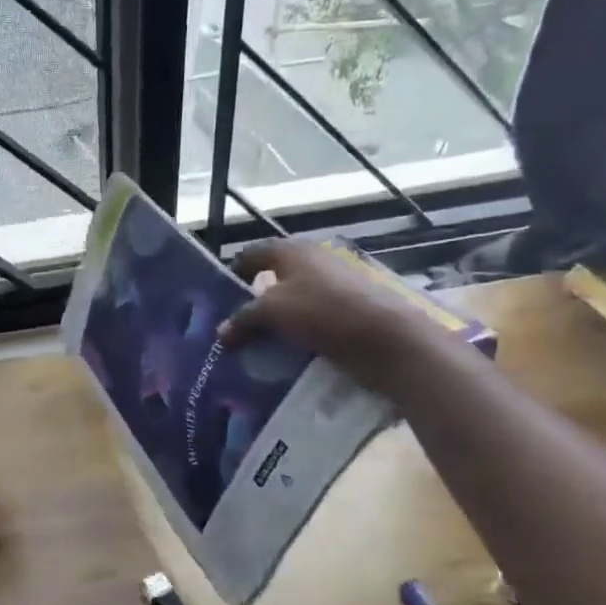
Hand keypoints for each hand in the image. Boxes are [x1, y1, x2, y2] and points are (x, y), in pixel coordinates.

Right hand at [216, 239, 437, 387]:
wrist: (387, 340)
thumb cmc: (322, 312)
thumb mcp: (271, 313)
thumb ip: (242, 320)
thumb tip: (221, 333)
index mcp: (292, 251)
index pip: (250, 255)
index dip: (232, 274)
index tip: (218, 300)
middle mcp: (312, 262)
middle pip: (271, 278)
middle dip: (251, 301)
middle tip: (233, 327)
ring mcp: (333, 286)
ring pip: (291, 301)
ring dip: (274, 321)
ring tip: (255, 344)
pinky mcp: (347, 311)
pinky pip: (310, 319)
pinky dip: (296, 333)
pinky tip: (285, 353)